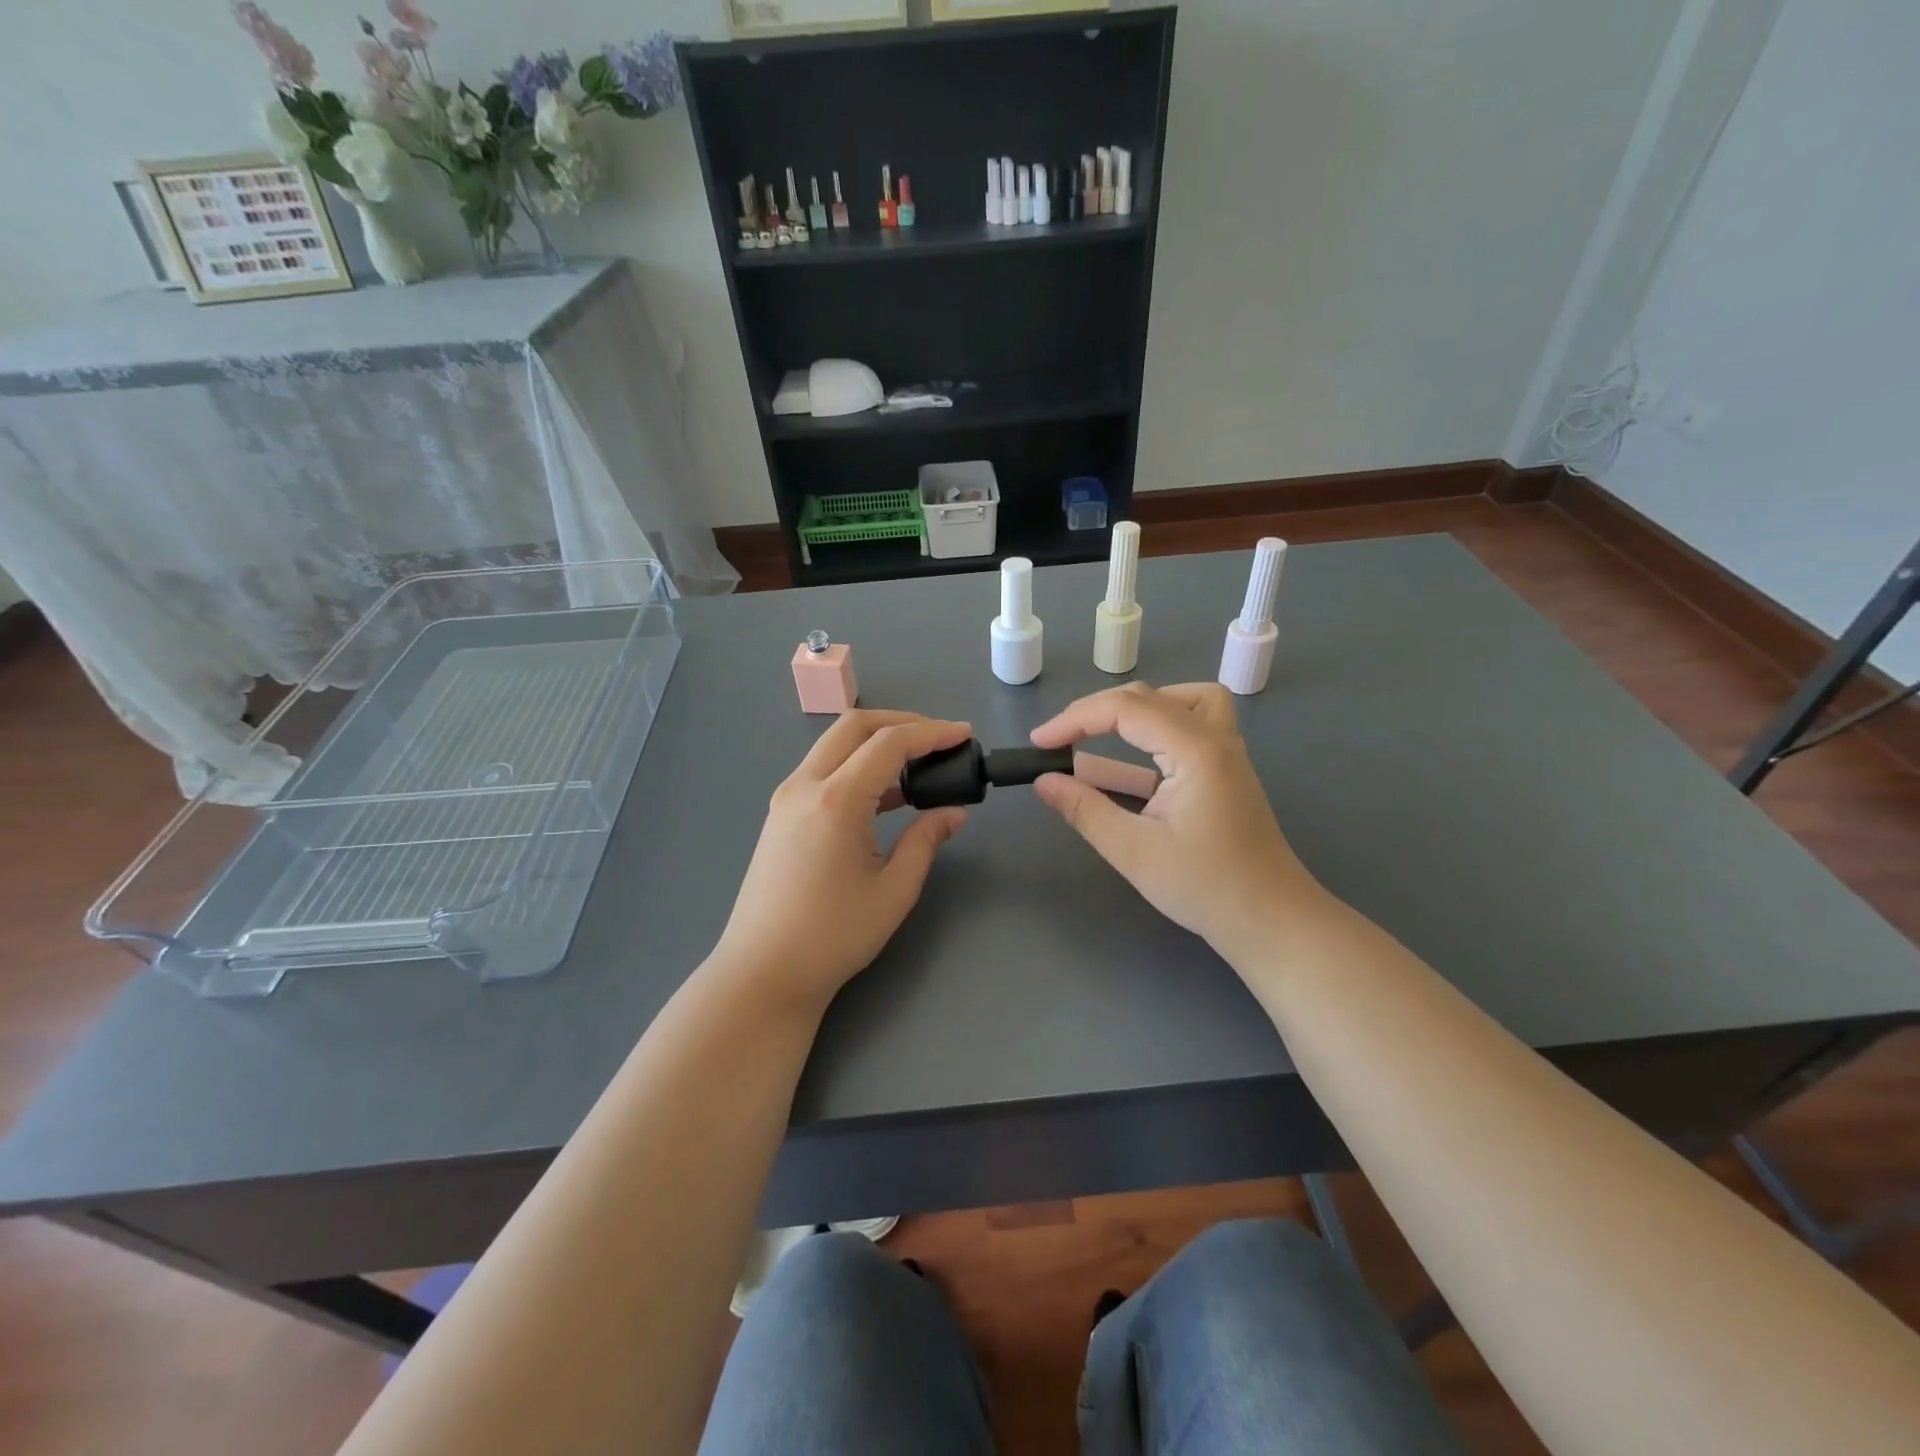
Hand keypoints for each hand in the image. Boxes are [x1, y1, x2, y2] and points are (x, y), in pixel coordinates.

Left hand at [710, 710, 971, 1013]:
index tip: (964, 734)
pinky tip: (887, 793)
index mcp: (835, 801)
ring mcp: (786, 798)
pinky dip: (857, 765)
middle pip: (854, 726)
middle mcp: (804, 786)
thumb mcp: (894, 890)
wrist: (763, 972)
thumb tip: (954, 813)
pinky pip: (823, 770)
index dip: (931, 733)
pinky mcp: (781, 814)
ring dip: (877, 742)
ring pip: (835, 745)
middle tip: (940, 739)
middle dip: (902, 722)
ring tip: (920, 764)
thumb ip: (926, 841)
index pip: (889, 744)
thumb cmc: (834, 936)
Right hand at [1030, 683, 1326, 961]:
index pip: (1125, 709)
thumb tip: (1044, 781)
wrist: (1272, 920)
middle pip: (1150, 697)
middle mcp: (1215, 738)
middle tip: (1060, 739)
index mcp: (1196, 750)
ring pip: (1182, 700)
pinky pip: (1194, 723)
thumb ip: (1085, 810)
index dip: (1075, 719)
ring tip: (1103, 732)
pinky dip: (1160, 725)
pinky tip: (1139, 756)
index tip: (1039, 742)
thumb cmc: (1205, 887)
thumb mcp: (1134, 851)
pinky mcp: (1227, 770)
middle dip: (1097, 711)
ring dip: (1137, 708)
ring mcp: (1227, 752)